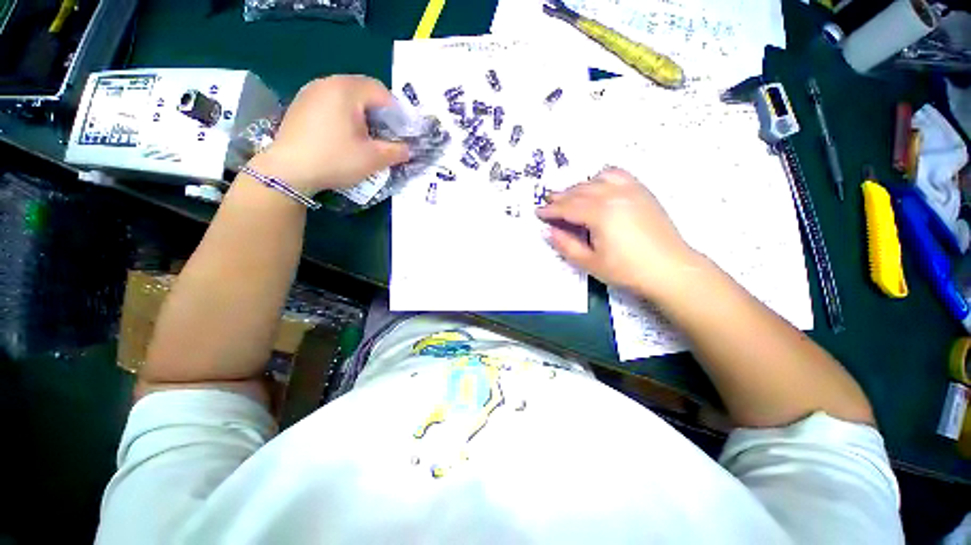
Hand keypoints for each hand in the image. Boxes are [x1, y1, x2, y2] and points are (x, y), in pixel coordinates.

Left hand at [252, 76, 409, 194]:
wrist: (288, 170)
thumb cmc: (336, 160)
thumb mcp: (373, 159)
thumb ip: (397, 151)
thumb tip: (408, 149)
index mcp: (347, 90)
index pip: (382, 91)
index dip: (397, 112)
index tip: (401, 133)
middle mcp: (327, 82)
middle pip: (363, 90)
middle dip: (379, 112)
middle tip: (386, 135)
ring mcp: (310, 91)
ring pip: (346, 96)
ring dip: (362, 113)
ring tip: (366, 136)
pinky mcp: (300, 104)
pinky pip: (330, 102)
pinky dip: (344, 114)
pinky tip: (344, 135)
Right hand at [536, 168, 701, 299]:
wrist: (670, 269)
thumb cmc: (627, 270)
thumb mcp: (590, 262)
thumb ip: (566, 245)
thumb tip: (548, 231)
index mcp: (599, 213)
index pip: (567, 208)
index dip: (550, 210)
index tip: (537, 212)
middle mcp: (613, 195)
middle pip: (579, 191)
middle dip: (560, 197)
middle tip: (547, 202)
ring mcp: (630, 190)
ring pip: (595, 180)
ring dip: (578, 187)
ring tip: (569, 196)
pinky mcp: (642, 191)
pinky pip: (617, 175)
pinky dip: (601, 178)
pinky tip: (597, 186)